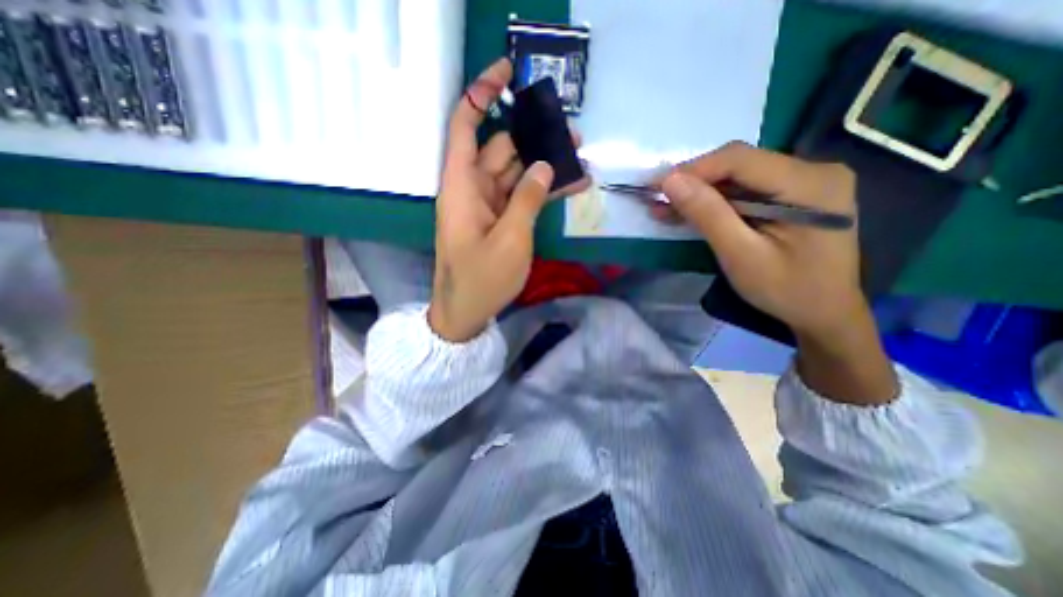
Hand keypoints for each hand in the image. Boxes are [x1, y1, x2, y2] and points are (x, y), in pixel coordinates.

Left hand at [430, 58, 594, 341]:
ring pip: (516, 174)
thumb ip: (528, 200)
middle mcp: (472, 189)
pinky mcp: (497, 221)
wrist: (466, 313)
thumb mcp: (510, 240)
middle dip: (535, 139)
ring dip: (545, 166)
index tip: (508, 70)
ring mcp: (486, 206)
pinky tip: (570, 186)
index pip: (465, 126)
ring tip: (580, 161)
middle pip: (502, 150)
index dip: (483, 94)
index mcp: (462, 187)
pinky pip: (520, 197)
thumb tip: (545, 166)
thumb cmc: (482, 279)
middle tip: (574, 137)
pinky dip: (541, 191)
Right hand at [662, 140, 861, 342]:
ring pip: (738, 177)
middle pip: (739, 165)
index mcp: (810, 183)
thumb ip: (708, 214)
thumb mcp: (741, 255)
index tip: (654, 186)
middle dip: (693, 182)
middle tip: (657, 200)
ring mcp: (805, 181)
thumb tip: (670, 181)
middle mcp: (813, 170)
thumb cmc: (786, 290)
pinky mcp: (793, 195)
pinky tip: (690, 212)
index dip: (692, 169)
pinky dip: (715, 202)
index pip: (739, 160)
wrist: (824, 313)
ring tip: (665, 209)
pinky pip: (746, 190)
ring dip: (700, 193)